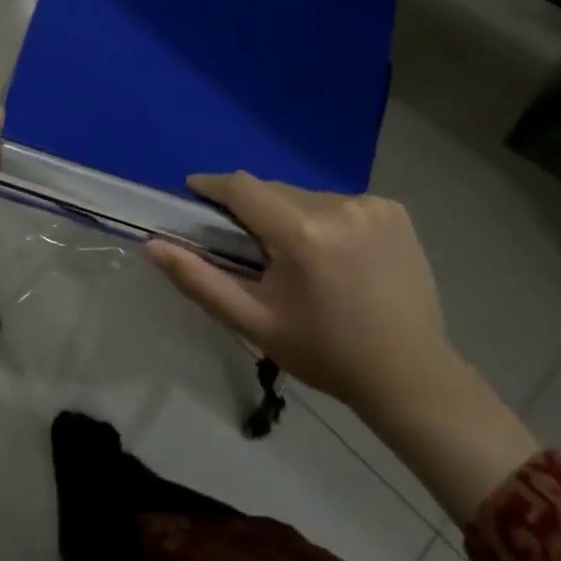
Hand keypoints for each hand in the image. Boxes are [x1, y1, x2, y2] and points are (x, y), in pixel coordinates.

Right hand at [143, 174, 457, 419]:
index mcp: (302, 233)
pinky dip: (328, 220)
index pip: (243, 187)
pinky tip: (338, 256)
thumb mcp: (253, 323)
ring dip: (292, 216)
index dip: (213, 186)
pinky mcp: (395, 210)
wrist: (409, 375)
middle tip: (251, 248)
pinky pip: (341, 203)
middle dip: (255, 211)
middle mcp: (338, 206)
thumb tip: (152, 245)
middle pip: (275, 191)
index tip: (194, 192)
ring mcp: (372, 205)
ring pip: (307, 197)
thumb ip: (198, 280)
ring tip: (300, 259)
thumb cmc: (323, 353)